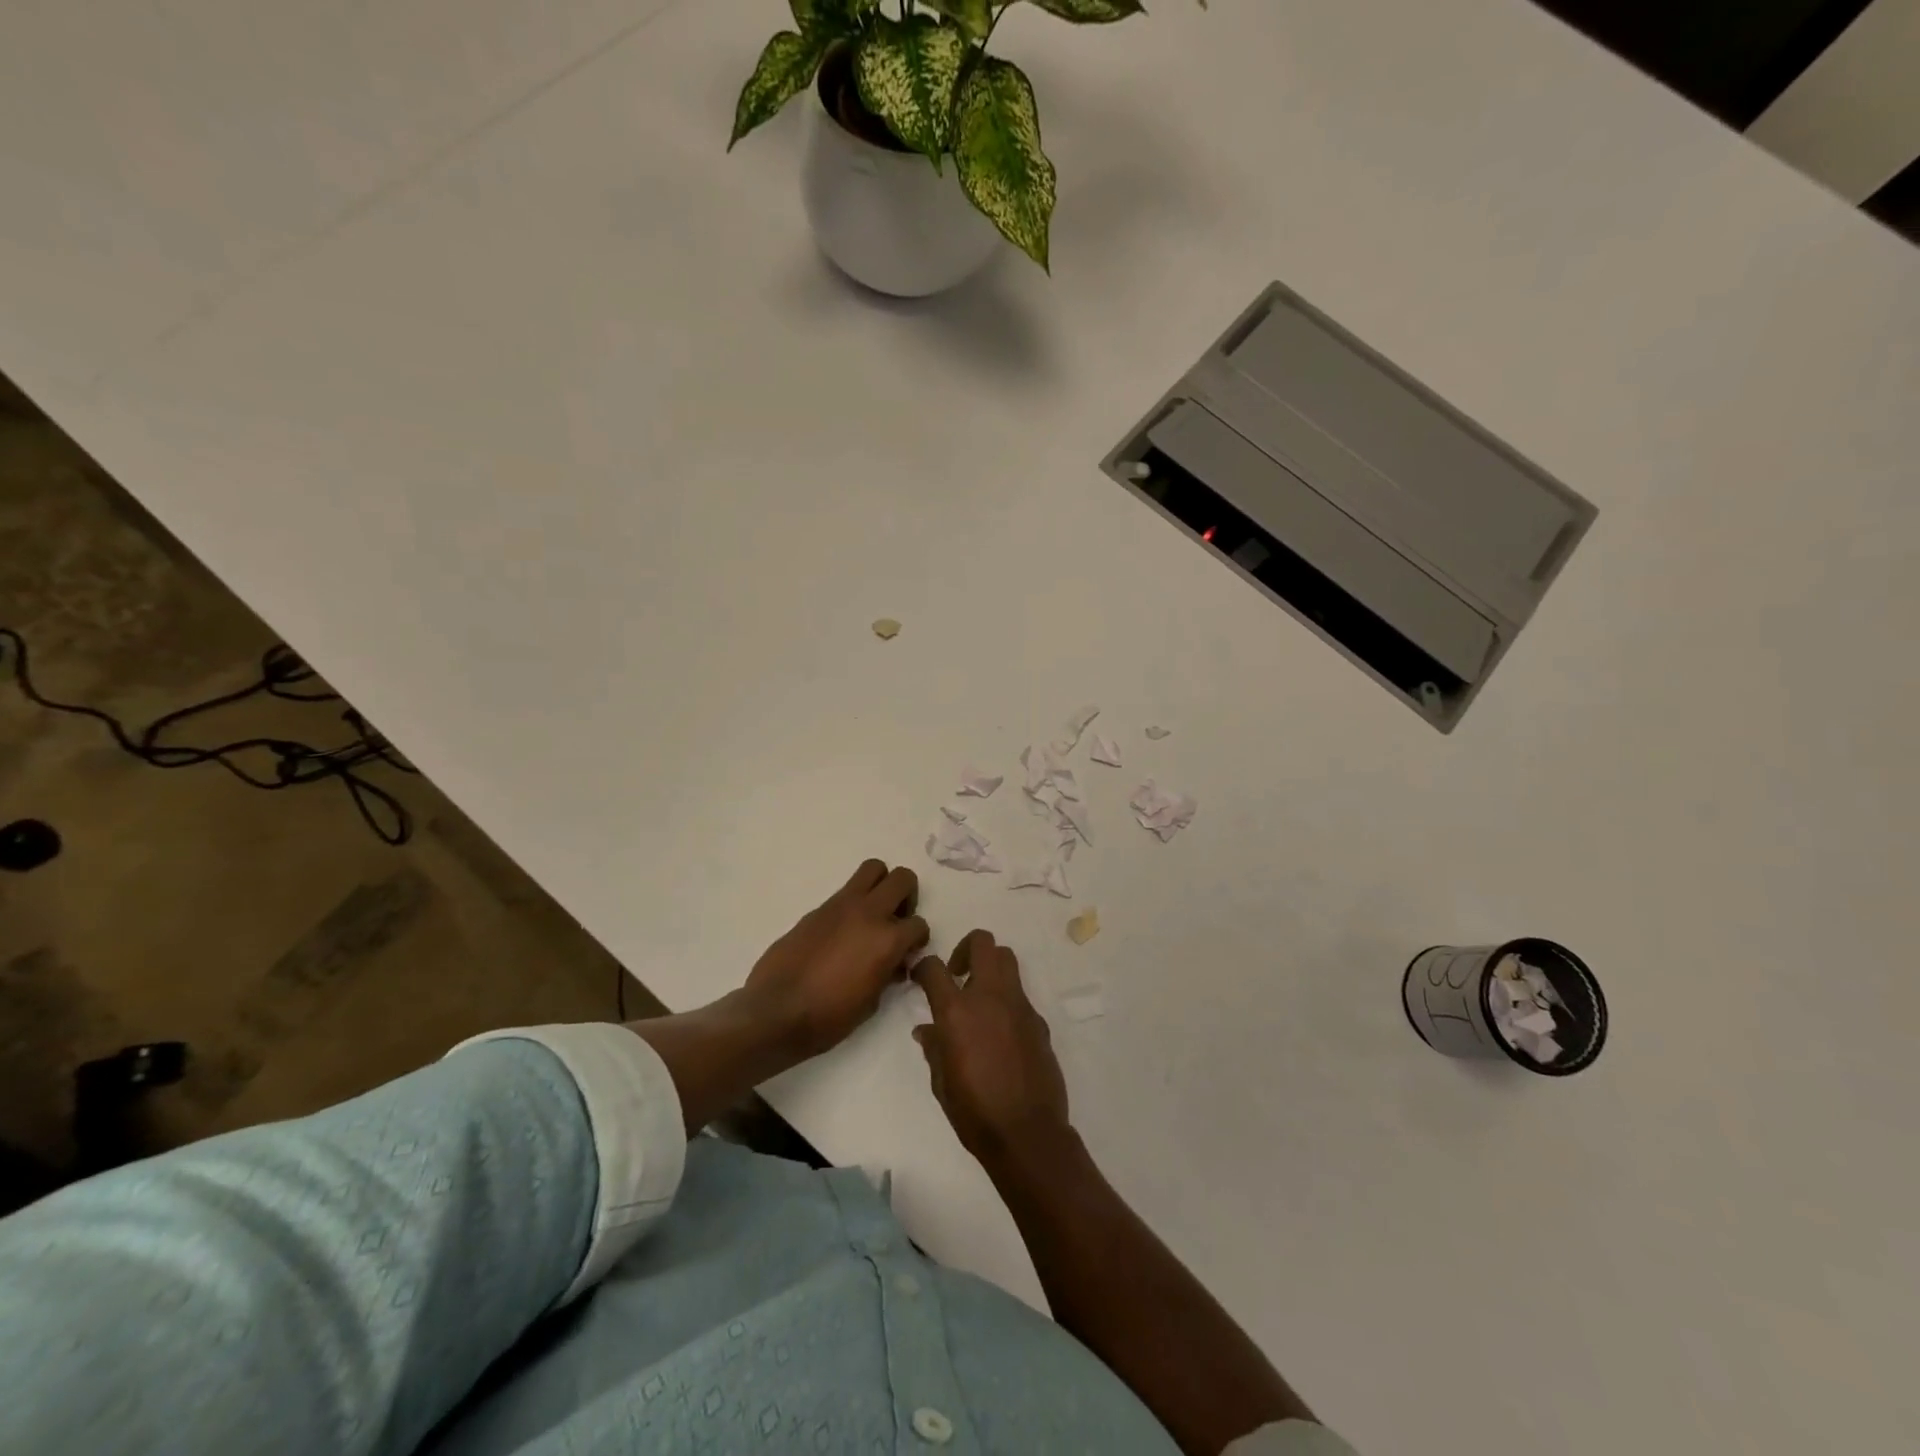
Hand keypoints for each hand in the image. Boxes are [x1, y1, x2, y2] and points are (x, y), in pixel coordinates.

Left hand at [743, 859, 928, 1059]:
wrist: (776, 1011)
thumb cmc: (829, 1017)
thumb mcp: (871, 1002)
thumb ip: (888, 972)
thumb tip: (894, 963)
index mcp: (888, 940)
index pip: (919, 924)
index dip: (917, 940)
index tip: (907, 954)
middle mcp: (869, 913)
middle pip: (903, 878)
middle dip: (907, 897)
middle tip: (896, 920)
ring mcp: (841, 905)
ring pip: (874, 868)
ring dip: (881, 885)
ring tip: (874, 913)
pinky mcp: (818, 908)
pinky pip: (845, 891)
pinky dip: (853, 903)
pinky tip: (843, 931)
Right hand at [913, 929, 1070, 1166]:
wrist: (1028, 1134)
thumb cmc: (974, 1112)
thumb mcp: (941, 1082)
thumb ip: (934, 1048)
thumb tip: (926, 1030)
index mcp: (957, 1012)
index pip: (934, 967)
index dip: (923, 967)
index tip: (920, 978)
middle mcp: (989, 997)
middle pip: (982, 943)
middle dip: (965, 949)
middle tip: (957, 974)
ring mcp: (1019, 1006)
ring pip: (1007, 959)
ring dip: (990, 967)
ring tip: (979, 997)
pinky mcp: (1038, 1021)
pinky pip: (1020, 995)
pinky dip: (1007, 1001)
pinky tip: (1001, 1032)